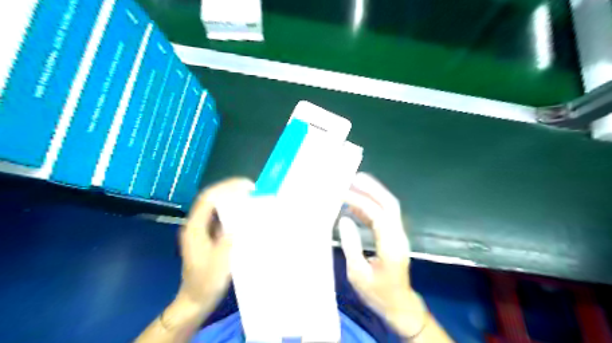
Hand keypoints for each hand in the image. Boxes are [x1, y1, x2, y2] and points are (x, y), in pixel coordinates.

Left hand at [177, 178, 255, 311]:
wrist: (195, 300)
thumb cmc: (206, 283)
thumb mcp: (219, 263)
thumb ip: (228, 240)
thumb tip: (241, 221)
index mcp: (194, 229)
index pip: (208, 199)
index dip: (226, 188)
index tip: (247, 186)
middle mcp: (196, 225)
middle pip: (211, 198)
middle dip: (230, 189)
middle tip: (252, 188)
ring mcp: (202, 230)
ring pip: (215, 206)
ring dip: (231, 198)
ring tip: (250, 196)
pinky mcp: (209, 236)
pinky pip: (220, 216)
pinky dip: (232, 210)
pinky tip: (245, 212)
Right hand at [339, 174, 426, 337]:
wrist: (399, 305)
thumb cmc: (377, 293)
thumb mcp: (358, 273)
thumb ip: (351, 245)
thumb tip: (344, 219)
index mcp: (390, 246)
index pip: (377, 215)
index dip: (359, 201)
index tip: (342, 193)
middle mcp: (398, 236)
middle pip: (389, 204)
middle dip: (372, 188)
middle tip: (354, 177)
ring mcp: (398, 235)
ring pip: (388, 208)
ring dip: (372, 195)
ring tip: (353, 185)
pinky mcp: (393, 237)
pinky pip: (383, 217)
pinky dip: (369, 208)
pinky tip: (354, 206)